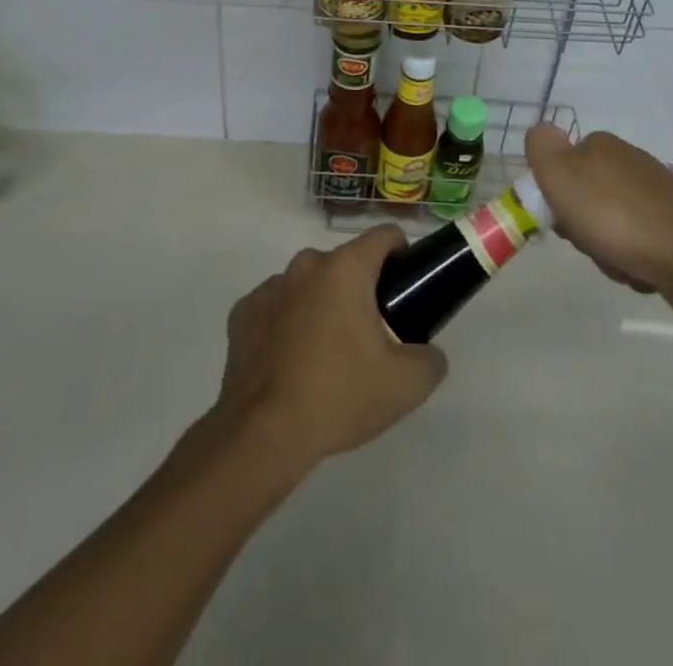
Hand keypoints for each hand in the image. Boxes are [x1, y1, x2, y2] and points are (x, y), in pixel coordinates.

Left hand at [214, 226, 445, 471]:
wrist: (263, 436)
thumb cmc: (339, 396)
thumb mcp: (406, 385)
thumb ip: (430, 359)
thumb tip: (428, 353)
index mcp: (346, 268)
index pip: (384, 236)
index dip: (402, 256)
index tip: (405, 289)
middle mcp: (306, 265)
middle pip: (346, 263)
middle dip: (361, 289)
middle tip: (371, 336)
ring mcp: (270, 287)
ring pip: (309, 284)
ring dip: (322, 305)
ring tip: (327, 355)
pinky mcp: (243, 313)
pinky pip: (276, 308)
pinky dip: (287, 324)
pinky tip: (291, 363)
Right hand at [525, 124, 672, 300]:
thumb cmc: (617, 216)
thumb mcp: (562, 176)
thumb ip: (542, 149)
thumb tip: (539, 131)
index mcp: (601, 146)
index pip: (562, 166)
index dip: (555, 196)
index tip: (561, 220)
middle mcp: (629, 162)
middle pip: (584, 198)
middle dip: (581, 228)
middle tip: (590, 243)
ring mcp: (655, 194)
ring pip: (609, 225)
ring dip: (605, 250)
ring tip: (618, 263)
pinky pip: (637, 243)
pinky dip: (632, 260)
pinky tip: (639, 272)